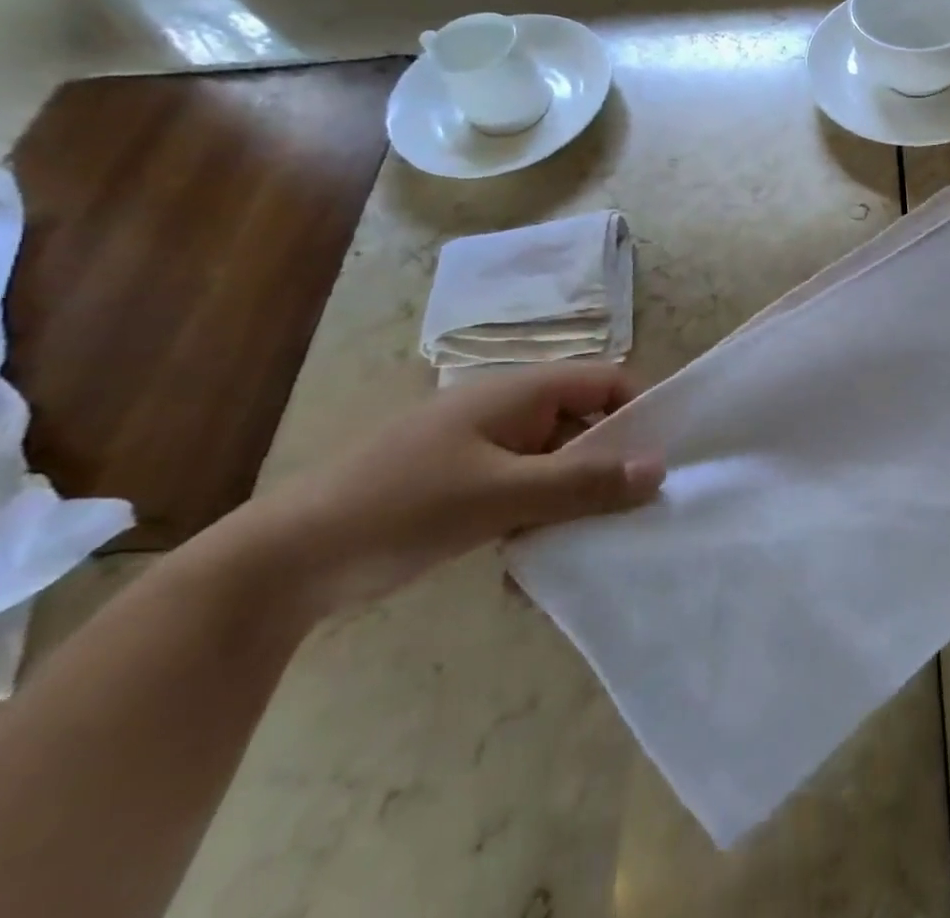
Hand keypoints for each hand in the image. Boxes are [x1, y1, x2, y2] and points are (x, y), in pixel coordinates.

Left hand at [260, 364, 663, 610]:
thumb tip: (660, 468)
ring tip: (583, 548)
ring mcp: (484, 450)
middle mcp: (508, 412)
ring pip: (555, 466)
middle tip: (633, 514)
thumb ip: (583, 481)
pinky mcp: (465, 487)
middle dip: (608, 467)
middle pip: (584, 425)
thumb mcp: (501, 494)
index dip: (639, 409)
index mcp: (519, 392)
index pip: (605, 380)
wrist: (285, 562)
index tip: (664, 459)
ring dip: (570, 503)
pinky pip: (523, 494)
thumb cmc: (402, 506)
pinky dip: (534, 522)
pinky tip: (527, 569)